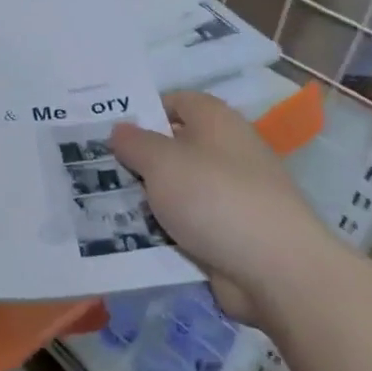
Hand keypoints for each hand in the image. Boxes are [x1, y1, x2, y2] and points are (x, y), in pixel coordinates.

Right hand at [111, 91, 327, 324]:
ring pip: (177, 189)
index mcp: (217, 122)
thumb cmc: (214, 197)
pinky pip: (187, 223)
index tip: (108, 130)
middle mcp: (227, 152)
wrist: (275, 268)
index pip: (176, 102)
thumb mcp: (161, 162)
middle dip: (138, 159)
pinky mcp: (230, 232)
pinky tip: (132, 236)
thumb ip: (134, 142)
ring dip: (147, 198)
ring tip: (103, 204)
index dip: (143, 111)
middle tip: (96, 168)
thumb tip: (120, 129)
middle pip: (174, 147)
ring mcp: (231, 195)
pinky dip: (164, 229)